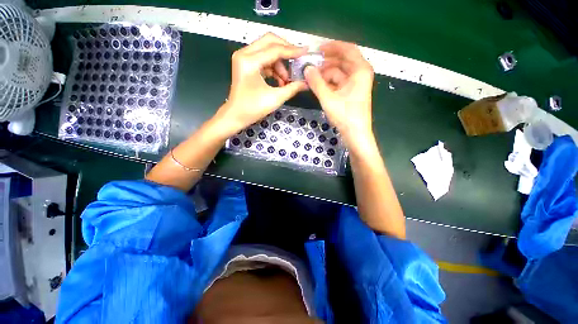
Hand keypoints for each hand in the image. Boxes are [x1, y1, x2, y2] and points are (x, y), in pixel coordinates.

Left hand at [215, 33, 307, 135]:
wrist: (236, 116)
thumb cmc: (253, 109)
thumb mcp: (275, 98)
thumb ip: (292, 88)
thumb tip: (306, 83)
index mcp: (249, 61)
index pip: (275, 49)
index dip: (292, 50)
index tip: (306, 52)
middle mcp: (244, 54)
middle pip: (269, 41)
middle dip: (286, 50)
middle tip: (297, 60)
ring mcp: (244, 58)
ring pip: (267, 50)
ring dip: (280, 63)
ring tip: (286, 80)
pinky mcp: (246, 64)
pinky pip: (263, 59)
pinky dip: (273, 68)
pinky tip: (279, 81)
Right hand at [304, 41, 373, 145]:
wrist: (355, 134)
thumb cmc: (345, 115)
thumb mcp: (328, 98)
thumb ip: (316, 83)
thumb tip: (306, 69)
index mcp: (360, 70)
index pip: (347, 49)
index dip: (332, 47)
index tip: (317, 50)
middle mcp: (360, 74)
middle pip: (342, 61)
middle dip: (326, 63)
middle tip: (310, 65)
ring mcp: (355, 84)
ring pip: (339, 73)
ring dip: (325, 74)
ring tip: (311, 77)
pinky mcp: (350, 93)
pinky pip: (338, 82)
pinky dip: (328, 83)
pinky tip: (317, 86)